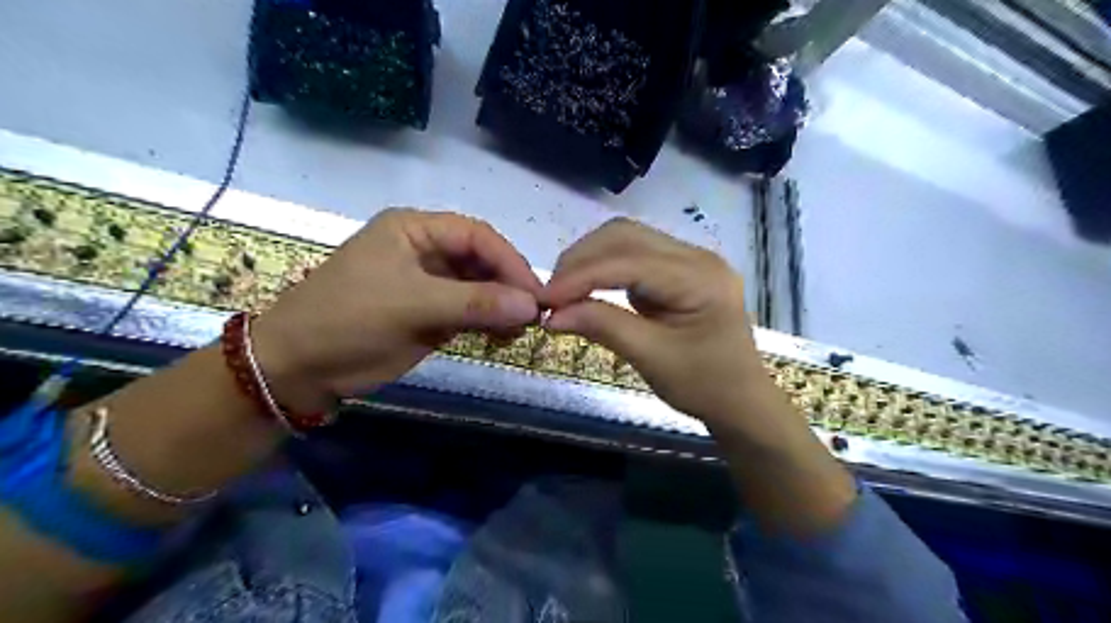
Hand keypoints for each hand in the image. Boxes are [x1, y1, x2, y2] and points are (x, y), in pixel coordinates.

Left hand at [253, 208, 544, 412]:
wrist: (297, 368)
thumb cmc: (348, 320)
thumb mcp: (412, 306)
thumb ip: (474, 303)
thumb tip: (532, 306)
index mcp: (415, 230)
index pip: (477, 236)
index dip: (510, 261)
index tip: (535, 294)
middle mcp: (425, 251)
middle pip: (481, 261)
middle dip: (508, 286)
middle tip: (533, 316)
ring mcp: (428, 284)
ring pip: (479, 288)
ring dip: (501, 307)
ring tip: (520, 331)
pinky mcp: (429, 314)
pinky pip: (469, 313)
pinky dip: (488, 324)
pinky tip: (502, 338)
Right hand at [544, 219, 773, 432]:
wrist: (741, 401)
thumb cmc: (705, 386)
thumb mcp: (652, 359)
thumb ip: (603, 327)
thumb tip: (551, 315)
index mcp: (701, 278)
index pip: (629, 262)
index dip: (581, 276)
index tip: (543, 299)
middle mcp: (697, 256)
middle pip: (626, 236)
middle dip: (581, 261)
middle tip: (551, 295)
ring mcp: (689, 260)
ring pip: (626, 240)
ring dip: (589, 260)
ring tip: (563, 292)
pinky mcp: (678, 270)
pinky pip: (633, 255)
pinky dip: (603, 268)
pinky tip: (586, 288)